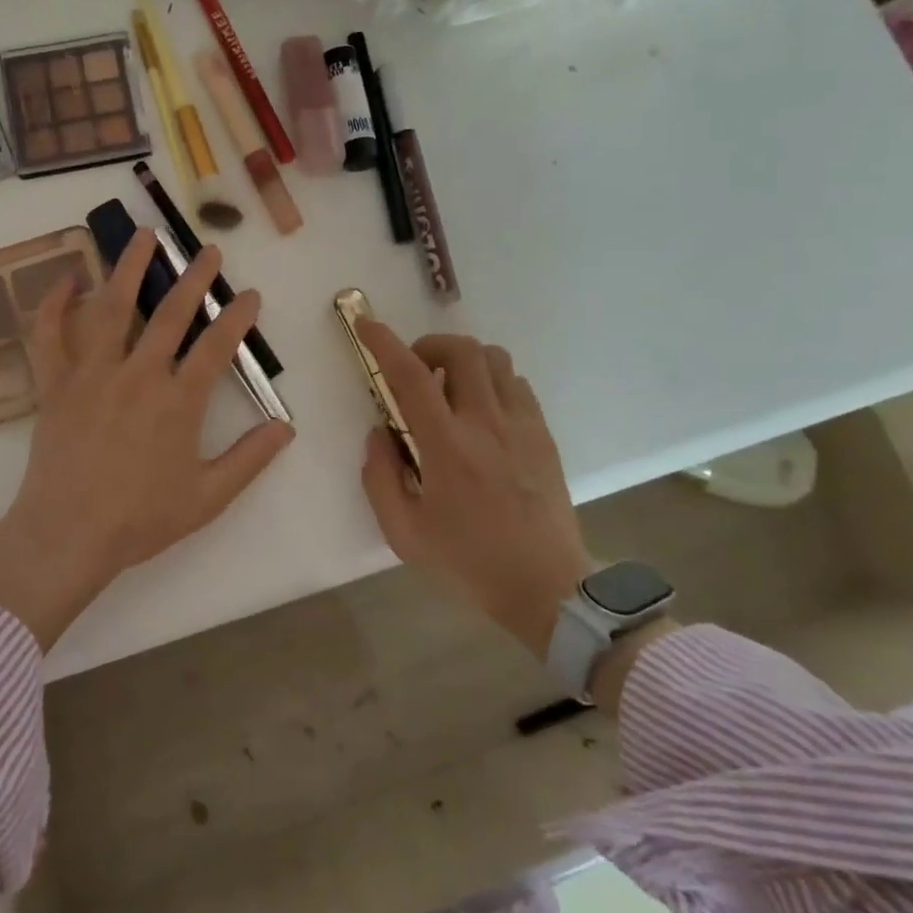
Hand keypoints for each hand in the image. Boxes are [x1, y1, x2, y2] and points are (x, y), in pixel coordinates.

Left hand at [0, 229, 294, 649]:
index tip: (250, 294)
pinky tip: (69, 277)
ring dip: (130, 268)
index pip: (216, 346)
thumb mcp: (207, 497)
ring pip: (112, 308)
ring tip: (143, 235)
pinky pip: (50, 335)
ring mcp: (92, 374)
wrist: (68, 535)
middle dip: (194, 278)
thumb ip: (249, 459)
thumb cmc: (140, 519)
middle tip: (208, 250)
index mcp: (177, 402)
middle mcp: (138, 375)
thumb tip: (286, 427)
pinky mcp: (56, 384)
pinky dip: (56, 303)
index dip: (237, 316)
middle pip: (171, 314)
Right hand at [356, 324, 597, 658]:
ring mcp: (521, 425)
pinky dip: (492, 381)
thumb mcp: (403, 532)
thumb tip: (378, 433)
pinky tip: (481, 411)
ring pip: (494, 359)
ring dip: (463, 361)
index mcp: (446, 446)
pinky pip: (517, 383)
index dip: (385, 343)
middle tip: (415, 372)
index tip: (367, 325)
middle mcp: (486, 423)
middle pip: (462, 350)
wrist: (546, 587)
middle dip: (429, 345)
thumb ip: (380, 477)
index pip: (412, 376)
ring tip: (449, 389)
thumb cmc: (467, 561)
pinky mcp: (543, 434)